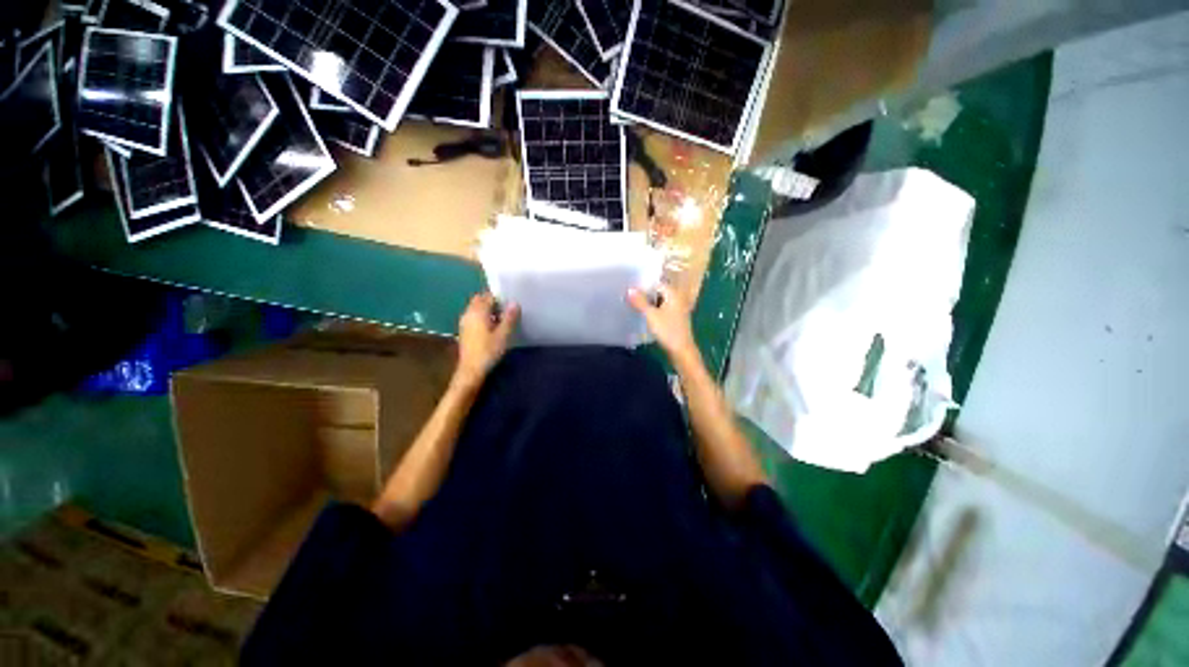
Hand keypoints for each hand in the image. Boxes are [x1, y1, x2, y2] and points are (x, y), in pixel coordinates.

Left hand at [455, 293, 518, 388]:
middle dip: (492, 301)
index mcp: (478, 312)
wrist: (471, 370)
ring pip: (476, 309)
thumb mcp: (503, 335)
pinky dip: (483, 317)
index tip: (511, 300)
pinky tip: (493, 326)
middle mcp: (469, 314)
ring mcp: (465, 322)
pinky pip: (474, 317)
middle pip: (480, 300)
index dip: (499, 297)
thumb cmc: (488, 351)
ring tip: (502, 317)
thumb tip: (514, 303)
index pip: (488, 296)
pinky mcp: (465, 331)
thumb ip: (509, 318)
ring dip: (487, 310)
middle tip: (507, 308)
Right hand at [627, 284, 698, 364]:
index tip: (630, 286)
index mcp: (673, 294)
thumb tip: (629, 289)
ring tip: (633, 302)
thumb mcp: (651, 315)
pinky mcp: (674, 318)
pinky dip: (653, 309)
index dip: (644, 284)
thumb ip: (640, 302)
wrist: (681, 350)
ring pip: (659, 300)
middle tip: (629, 294)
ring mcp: (677, 309)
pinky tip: (643, 313)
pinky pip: (661, 309)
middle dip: (645, 293)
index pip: (656, 283)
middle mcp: (677, 298)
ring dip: (648, 302)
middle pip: (658, 291)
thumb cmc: (668, 331)